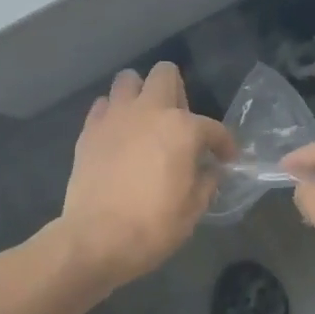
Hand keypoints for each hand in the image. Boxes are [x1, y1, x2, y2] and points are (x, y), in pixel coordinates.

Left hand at [58, 63, 234, 286]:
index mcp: (182, 128)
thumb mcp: (193, 209)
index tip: (225, 158)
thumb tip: (209, 170)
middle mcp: (148, 111)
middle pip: (165, 74)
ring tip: (145, 120)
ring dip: (140, 93)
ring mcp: (115, 117)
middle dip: (178, 91)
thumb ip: (206, 181)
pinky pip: (103, 105)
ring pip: (128, 79)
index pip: (212, 127)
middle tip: (179, 122)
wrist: (96, 239)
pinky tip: (118, 135)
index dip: (224, 144)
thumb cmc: (153, 226)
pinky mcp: (89, 130)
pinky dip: (113, 114)